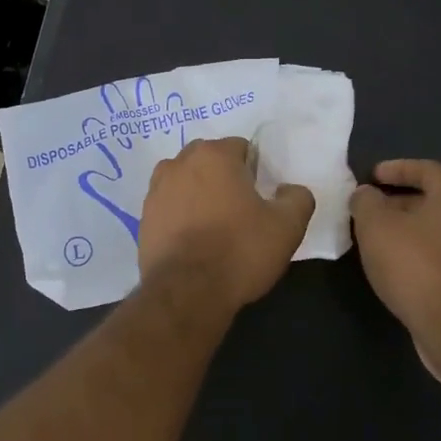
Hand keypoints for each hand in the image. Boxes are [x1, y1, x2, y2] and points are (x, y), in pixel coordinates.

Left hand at [139, 138, 313, 307]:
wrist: (187, 292)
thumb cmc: (240, 251)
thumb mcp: (287, 226)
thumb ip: (297, 198)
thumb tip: (289, 190)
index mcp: (214, 155)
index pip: (241, 148)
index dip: (255, 172)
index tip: (261, 199)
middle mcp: (179, 163)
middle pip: (208, 161)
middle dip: (223, 178)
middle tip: (240, 211)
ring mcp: (156, 190)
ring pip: (185, 182)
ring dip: (198, 194)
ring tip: (214, 226)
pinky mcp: (143, 218)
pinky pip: (168, 207)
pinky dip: (180, 216)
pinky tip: (193, 241)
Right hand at [349, 160, 440, 344]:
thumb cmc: (412, 264)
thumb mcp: (375, 225)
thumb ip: (366, 202)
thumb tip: (366, 195)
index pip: (427, 169)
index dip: (398, 168)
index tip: (372, 176)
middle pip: (432, 200)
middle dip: (398, 201)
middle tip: (369, 210)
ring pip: (435, 230)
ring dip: (406, 229)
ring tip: (376, 239)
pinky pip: (439, 255)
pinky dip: (416, 253)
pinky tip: (394, 266)